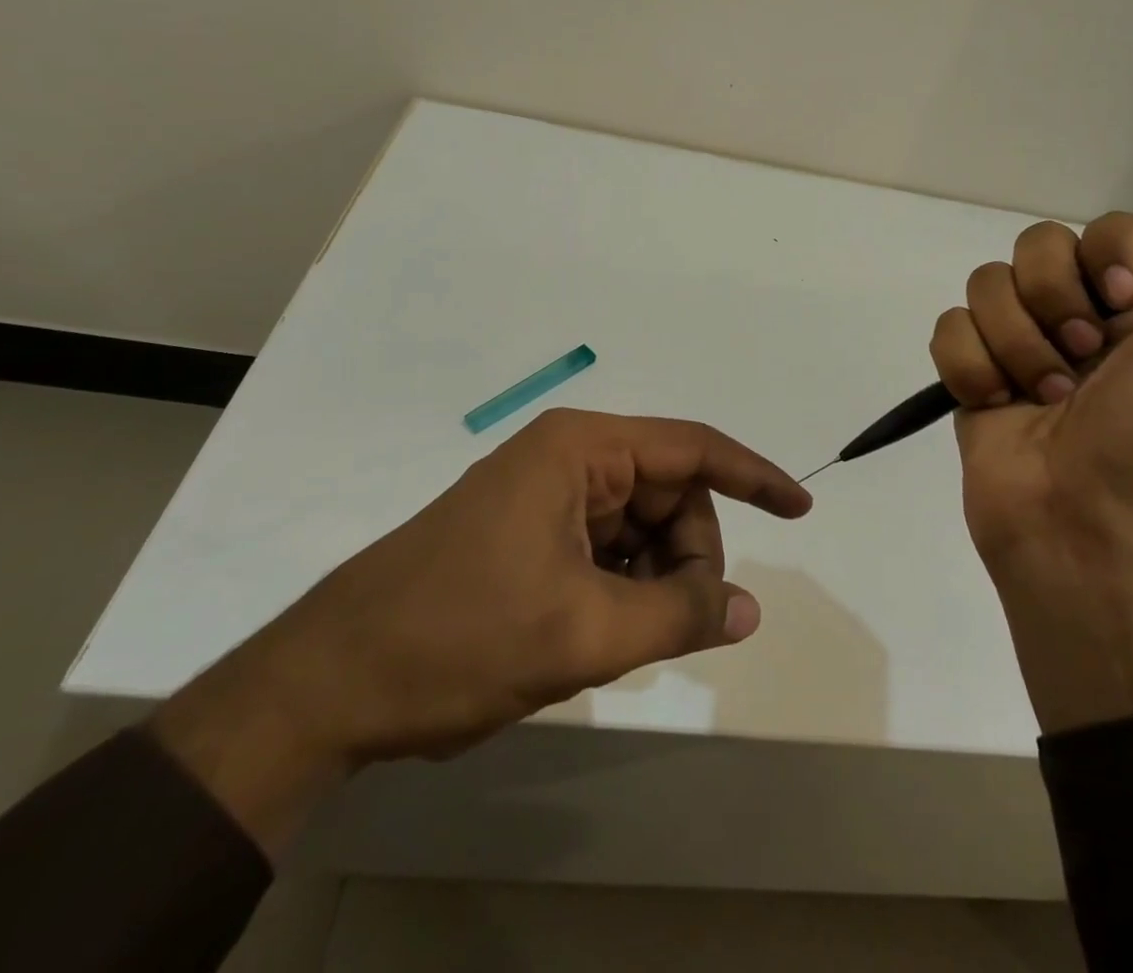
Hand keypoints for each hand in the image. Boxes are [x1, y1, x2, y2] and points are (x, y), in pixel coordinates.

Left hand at [151, 409, 811, 852]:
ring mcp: (547, 497)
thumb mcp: (582, 631)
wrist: (331, 682)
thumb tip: (748, 611)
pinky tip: (601, 634)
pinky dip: (623, 590)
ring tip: (625, 638)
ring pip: (639, 530)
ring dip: (653, 580)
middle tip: (679, 625)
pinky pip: (606, 551)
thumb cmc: (459, 636)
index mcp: (582, 450)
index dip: (753, 477)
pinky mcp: (531, 535)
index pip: (692, 449)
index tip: (800, 509)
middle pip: (668, 496)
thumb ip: (677, 614)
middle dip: (689, 556)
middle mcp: (569, 459)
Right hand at [929, 215, 1132, 732]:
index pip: (1110, 228)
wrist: (1094, 530)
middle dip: (1055, 298)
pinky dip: (971, 364)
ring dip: (1017, 341)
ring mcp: (1018, 344)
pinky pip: (949, 327)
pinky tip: (998, 404)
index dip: (1109, 251)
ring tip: (1045, 397)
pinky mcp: (972, 374)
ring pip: (986, 282)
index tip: (1123, 301)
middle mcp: (1078, 315)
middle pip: (1037, 244)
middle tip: (1084, 358)